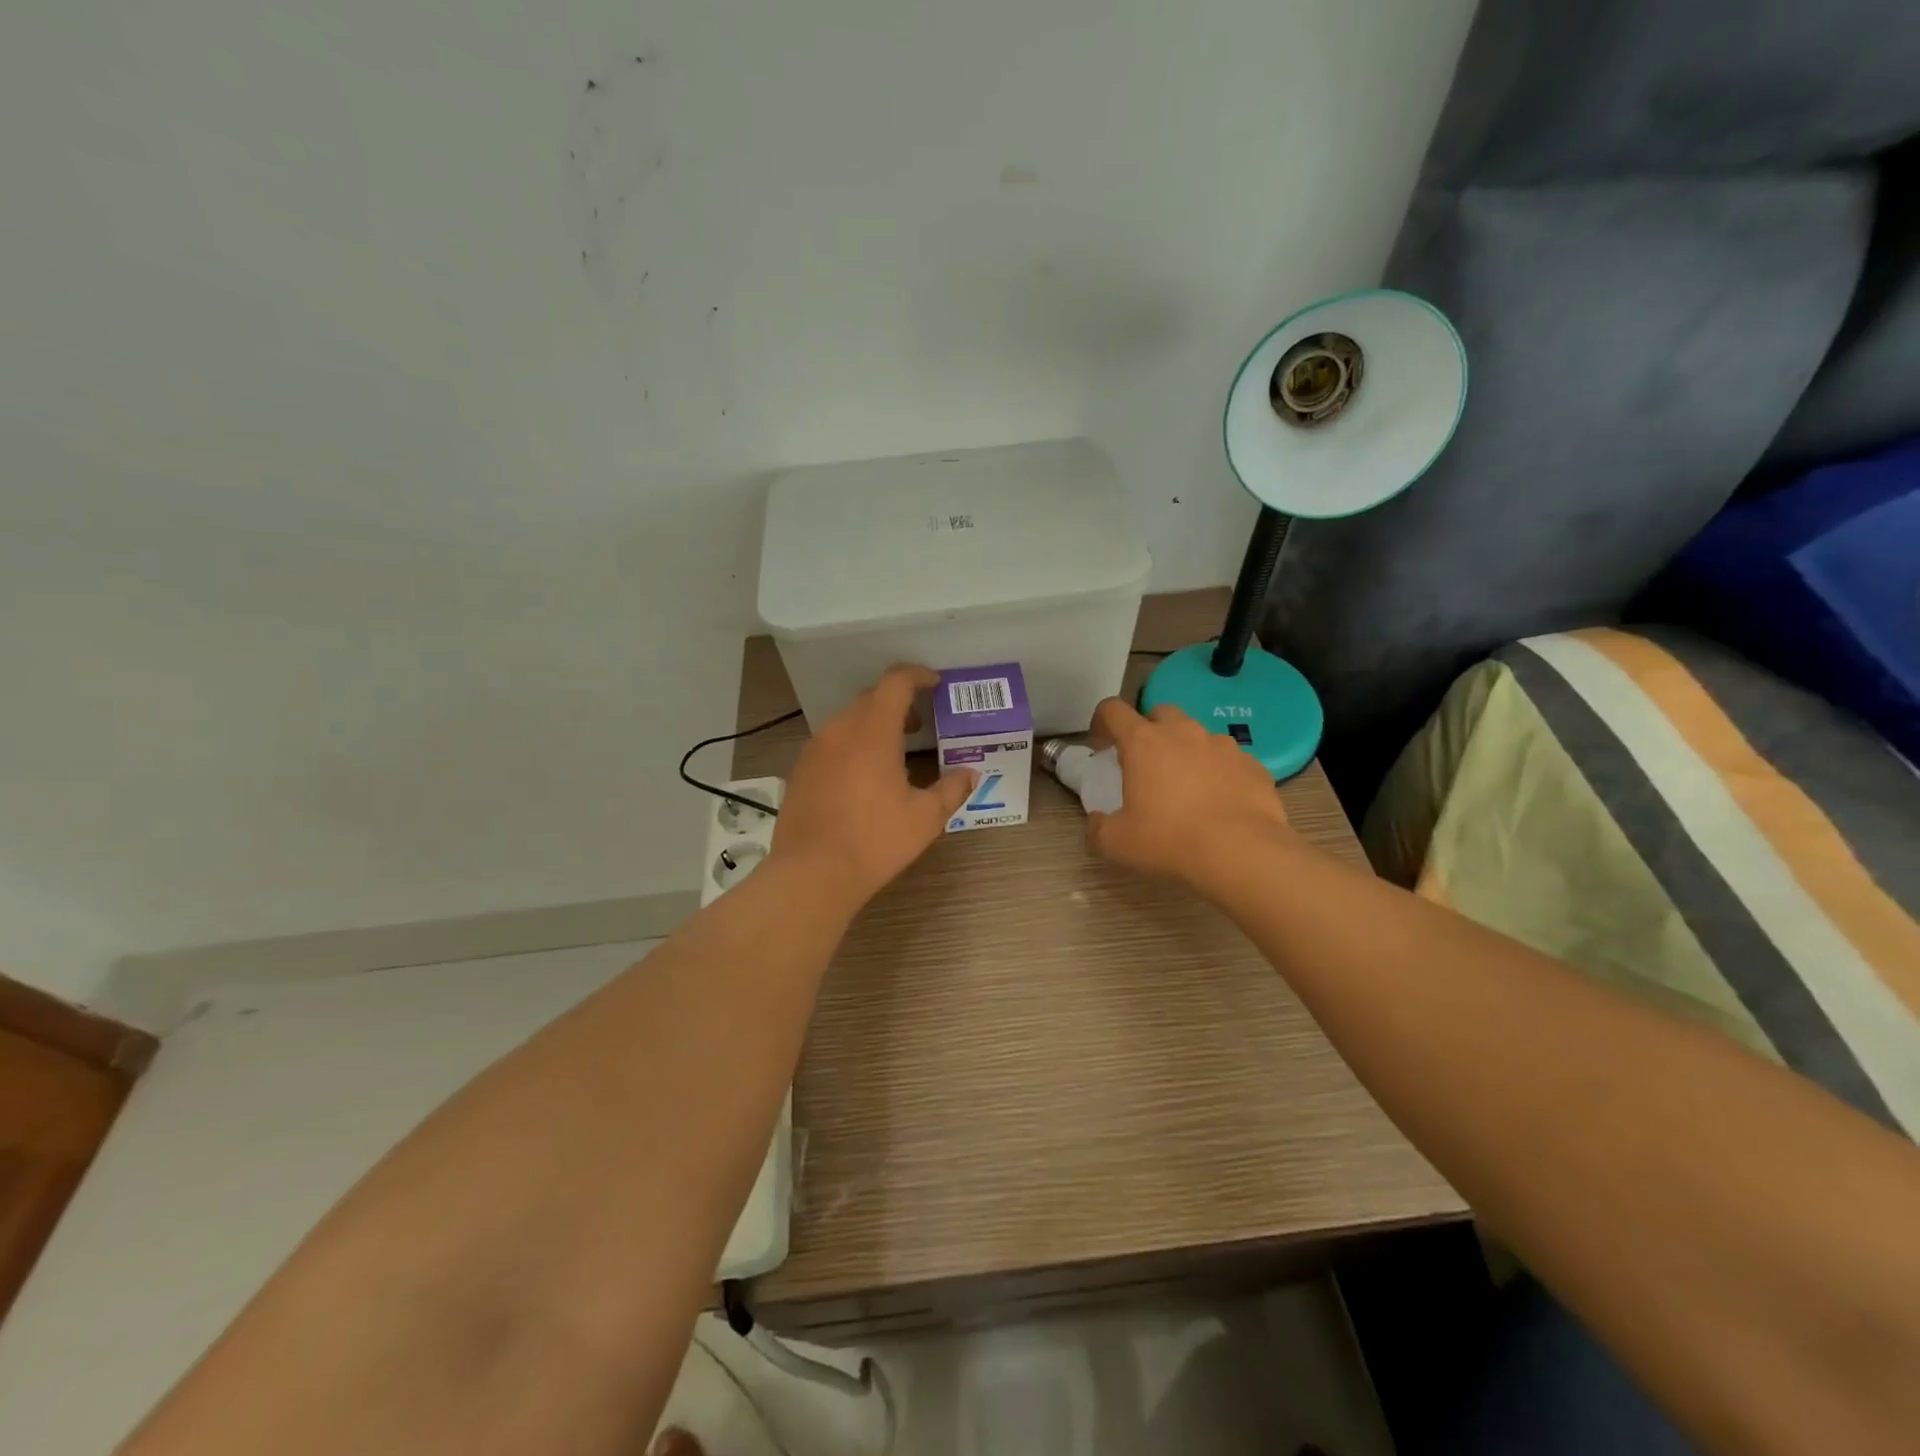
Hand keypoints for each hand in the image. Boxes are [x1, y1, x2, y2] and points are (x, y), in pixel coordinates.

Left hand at [772, 665, 975, 907]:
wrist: (812, 873)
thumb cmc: (875, 840)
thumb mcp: (925, 817)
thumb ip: (951, 789)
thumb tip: (971, 774)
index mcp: (873, 730)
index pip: (895, 682)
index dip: (917, 675)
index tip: (934, 683)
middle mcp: (840, 729)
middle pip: (871, 698)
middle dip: (897, 702)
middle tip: (919, 724)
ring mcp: (815, 749)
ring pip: (848, 720)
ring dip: (873, 724)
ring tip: (893, 751)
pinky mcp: (800, 770)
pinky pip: (831, 742)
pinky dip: (852, 744)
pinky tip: (863, 775)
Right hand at [1085, 697, 1291, 885]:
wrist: (1242, 853)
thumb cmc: (1170, 841)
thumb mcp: (1117, 842)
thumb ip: (1098, 828)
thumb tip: (1097, 822)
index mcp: (1143, 743)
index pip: (1114, 710)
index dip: (1102, 721)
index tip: (1100, 742)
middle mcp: (1184, 733)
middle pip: (1160, 713)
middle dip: (1149, 731)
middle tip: (1145, 763)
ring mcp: (1223, 746)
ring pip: (1198, 736)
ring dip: (1187, 751)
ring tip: (1186, 786)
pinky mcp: (1252, 765)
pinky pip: (1228, 761)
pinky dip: (1218, 773)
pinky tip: (1219, 802)